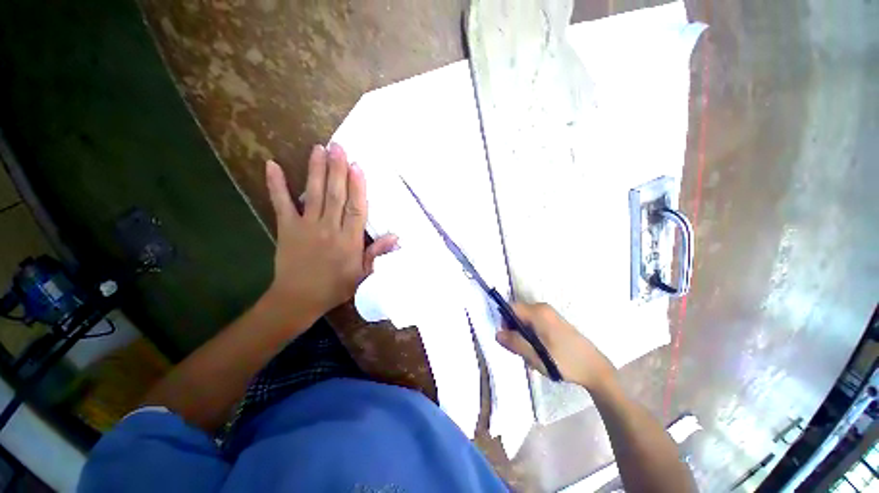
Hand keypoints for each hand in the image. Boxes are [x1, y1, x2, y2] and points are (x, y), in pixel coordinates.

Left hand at [264, 143, 396, 326]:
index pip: (356, 209)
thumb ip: (377, 254)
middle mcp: (329, 229)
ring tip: (319, 148)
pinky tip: (272, 165)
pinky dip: (276, 185)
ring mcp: (306, 227)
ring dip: (316, 170)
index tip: (358, 166)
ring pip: (313, 194)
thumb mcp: (362, 274)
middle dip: (338, 170)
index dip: (358, 187)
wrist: (298, 299)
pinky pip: (281, 204)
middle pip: (335, 195)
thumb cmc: (335, 287)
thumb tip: (396, 236)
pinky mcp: (287, 228)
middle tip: (338, 146)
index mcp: (349, 241)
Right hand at [496, 303, 616, 391]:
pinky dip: (531, 334)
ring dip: (523, 334)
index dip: (505, 322)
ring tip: (532, 353)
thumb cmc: (564, 362)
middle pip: (518, 313)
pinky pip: (534, 322)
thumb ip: (514, 343)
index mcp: (538, 312)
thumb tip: (497, 334)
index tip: (509, 339)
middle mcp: (543, 308)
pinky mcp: (555, 321)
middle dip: (514, 330)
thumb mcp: (535, 356)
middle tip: (521, 349)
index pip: (511, 308)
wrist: (594, 369)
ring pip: (525, 319)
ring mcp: (550, 314)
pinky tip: (540, 350)